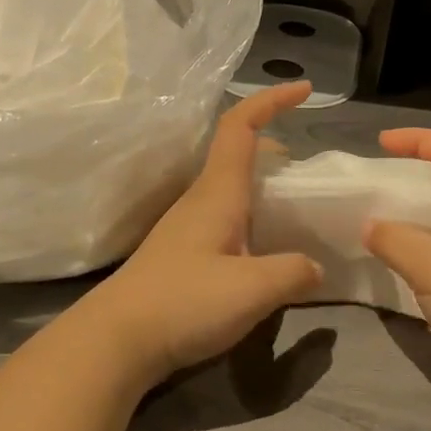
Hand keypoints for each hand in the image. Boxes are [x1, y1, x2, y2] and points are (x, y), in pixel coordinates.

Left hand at [85, 82, 323, 387]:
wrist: (115, 340)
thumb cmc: (183, 302)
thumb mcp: (252, 290)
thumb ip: (292, 272)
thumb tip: (315, 266)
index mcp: (218, 191)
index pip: (241, 126)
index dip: (272, 100)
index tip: (305, 90)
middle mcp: (201, 199)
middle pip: (237, 152)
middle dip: (275, 146)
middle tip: (308, 171)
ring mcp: (187, 225)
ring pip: (231, 185)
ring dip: (263, 183)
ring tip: (294, 209)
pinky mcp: (182, 252)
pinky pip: (224, 215)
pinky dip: (251, 214)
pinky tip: (263, 249)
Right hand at [364, 129, 430, 413]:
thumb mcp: (430, 262)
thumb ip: (393, 236)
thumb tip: (369, 225)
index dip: (419, 140)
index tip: (381, 144)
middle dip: (411, 179)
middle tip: (373, 185)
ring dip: (412, 217)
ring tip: (373, 220)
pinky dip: (418, 248)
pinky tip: (391, 260)